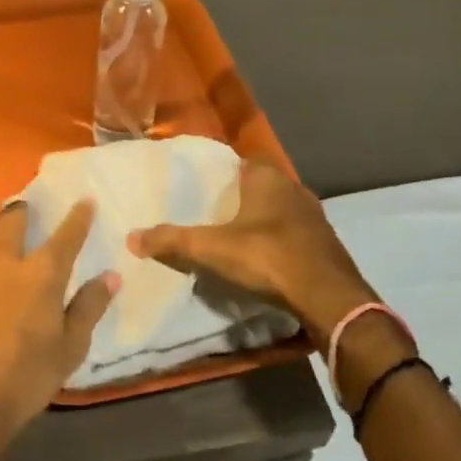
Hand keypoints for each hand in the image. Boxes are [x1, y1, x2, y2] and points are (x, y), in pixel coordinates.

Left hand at [0, 201, 116, 460]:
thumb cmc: (23, 381)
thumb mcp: (69, 351)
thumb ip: (90, 308)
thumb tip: (112, 276)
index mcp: (42, 274)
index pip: (67, 235)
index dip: (79, 217)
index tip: (85, 201)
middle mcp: (4, 260)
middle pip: (13, 220)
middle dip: (21, 212)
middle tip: (23, 215)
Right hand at [128, 160, 381, 349]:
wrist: (329, 297)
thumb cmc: (268, 257)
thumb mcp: (212, 249)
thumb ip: (172, 241)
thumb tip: (131, 238)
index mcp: (267, 178)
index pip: (240, 162)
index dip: (220, 173)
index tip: (199, 188)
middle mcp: (294, 189)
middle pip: (259, 186)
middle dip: (238, 198)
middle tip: (210, 214)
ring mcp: (314, 217)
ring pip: (278, 210)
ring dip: (260, 221)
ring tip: (233, 238)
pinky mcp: (325, 244)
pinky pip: (293, 234)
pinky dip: (277, 242)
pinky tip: (264, 259)